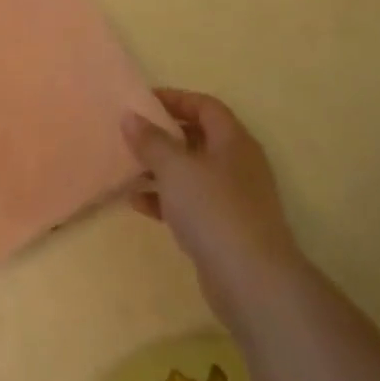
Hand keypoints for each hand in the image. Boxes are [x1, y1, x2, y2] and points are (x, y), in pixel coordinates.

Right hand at [124, 89, 302, 319]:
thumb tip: (130, 116)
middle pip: (198, 138)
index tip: (142, 101)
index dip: (175, 99)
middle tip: (132, 134)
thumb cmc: (213, 209)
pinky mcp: (224, 229)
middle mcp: (237, 164)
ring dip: (161, 169)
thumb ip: (151, 140)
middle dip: (164, 134)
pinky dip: (165, 199)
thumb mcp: (175, 168)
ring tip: (128, 167)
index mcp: (233, 141)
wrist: (252, 281)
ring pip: (192, 172)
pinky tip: (137, 203)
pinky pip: (190, 203)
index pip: (205, 106)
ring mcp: (233, 199)